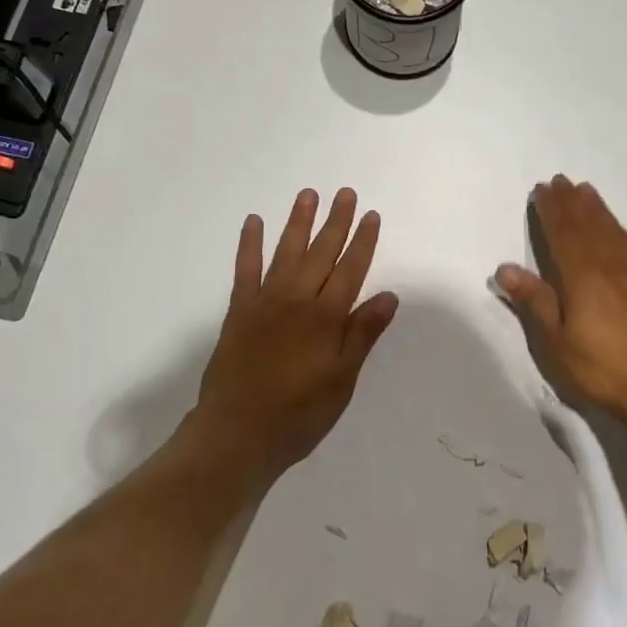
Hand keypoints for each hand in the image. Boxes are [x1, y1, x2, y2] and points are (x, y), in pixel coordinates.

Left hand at [186, 189, 398, 489]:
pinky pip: (245, 269)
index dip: (363, 242)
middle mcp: (297, 300)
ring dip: (299, 222)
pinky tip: (253, 222)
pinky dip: (249, 244)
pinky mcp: (239, 310)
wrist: (237, 433)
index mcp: (325, 317)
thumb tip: (388, 295)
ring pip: (286, 252)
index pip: (351, 270)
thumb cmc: (299, 413)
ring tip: (308, 195)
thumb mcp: (342, 379)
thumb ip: (362, 334)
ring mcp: (265, 302)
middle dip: (336, 222)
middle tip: (345, 193)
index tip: (372, 216)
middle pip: (321, 253)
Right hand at [494, 175, 626, 433]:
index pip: (563, 233)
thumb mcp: (556, 343)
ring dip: (596, 208)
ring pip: (612, 230)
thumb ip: (534, 302)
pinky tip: (616, 227)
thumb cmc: (601, 368)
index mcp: (582, 276)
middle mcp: (610, 265)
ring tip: (585, 190)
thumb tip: (505, 267)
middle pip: (587, 225)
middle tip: (559, 181)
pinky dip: (619, 227)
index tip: (542, 190)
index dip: (551, 210)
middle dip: (571, 202)